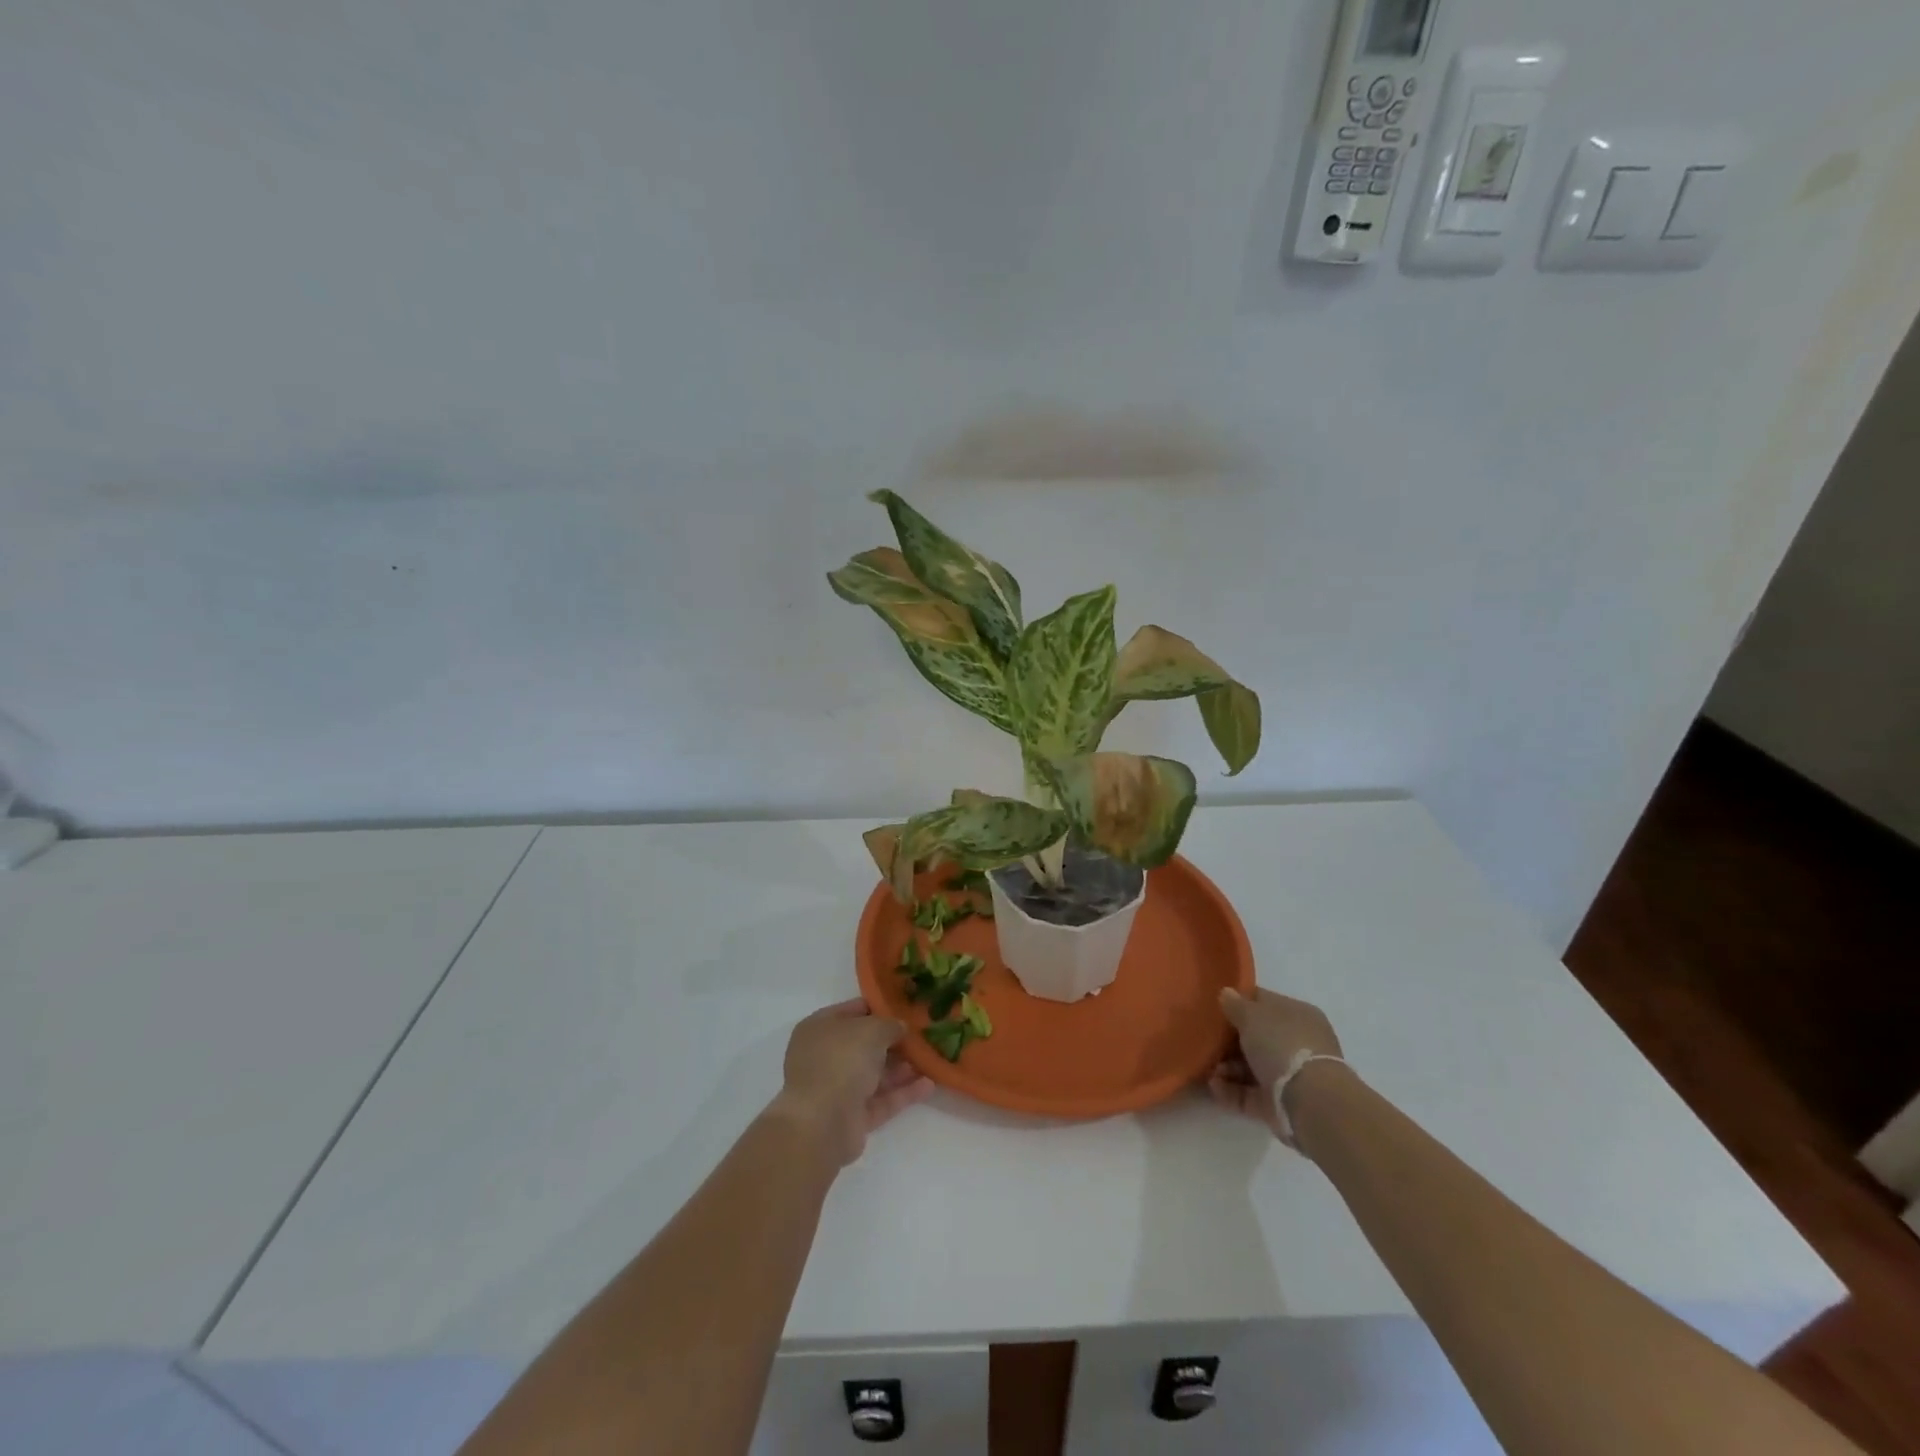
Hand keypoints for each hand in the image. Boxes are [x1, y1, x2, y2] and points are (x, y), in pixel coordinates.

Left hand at [769, 999, 933, 1166]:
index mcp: (820, 1028)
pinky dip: (903, 1093)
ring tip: (932, 1059)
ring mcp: (838, 1088)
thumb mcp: (872, 1029)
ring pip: (875, 1074)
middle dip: (894, 1041)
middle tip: (925, 1035)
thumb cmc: (842, 1060)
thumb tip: (900, 1027)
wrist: (822, 1123)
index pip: (854, 1011)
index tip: (907, 1007)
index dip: (880, 1007)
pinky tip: (929, 1085)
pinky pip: (882, 1100)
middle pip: (865, 1044)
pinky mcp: (852, 1117)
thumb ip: (890, 1025)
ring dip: (902, 1068)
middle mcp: (826, 1056)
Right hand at [1208, 987, 1344, 1140]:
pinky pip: (1250, 1093)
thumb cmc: (1281, 1045)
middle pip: (1256, 1037)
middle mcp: (1297, 1043)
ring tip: (1210, 1070)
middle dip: (1229, 1041)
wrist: (1310, 1102)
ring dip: (1227, 1068)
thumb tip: (1227, 994)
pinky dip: (1231, 1090)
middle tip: (1206, 1041)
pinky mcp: (1281, 1103)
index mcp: (1297, 1014)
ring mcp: (1290, 1075)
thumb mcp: (1252, 1015)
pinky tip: (1214, 1087)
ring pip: (1251, 1067)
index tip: (1214, 1008)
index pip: (1264, 1002)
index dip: (1239, 1003)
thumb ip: (1235, 1004)